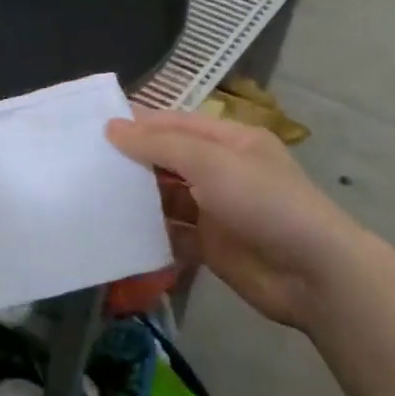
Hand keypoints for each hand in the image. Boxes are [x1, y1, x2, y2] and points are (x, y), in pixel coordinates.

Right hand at [106, 109, 364, 328]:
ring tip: (90, 195)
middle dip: (132, 160)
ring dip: (136, 197)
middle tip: (82, 161)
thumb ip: (160, 145)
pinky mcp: (210, 245)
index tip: (93, 126)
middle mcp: (221, 171)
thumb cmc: (264, 203)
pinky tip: (116, 231)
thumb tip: (112, 128)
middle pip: (168, 159)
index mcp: (230, 140)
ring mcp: (215, 209)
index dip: (138, 123)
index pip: (175, 123)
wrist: (312, 273)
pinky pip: (171, 232)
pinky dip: (148, 232)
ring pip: (166, 197)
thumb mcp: (211, 162)